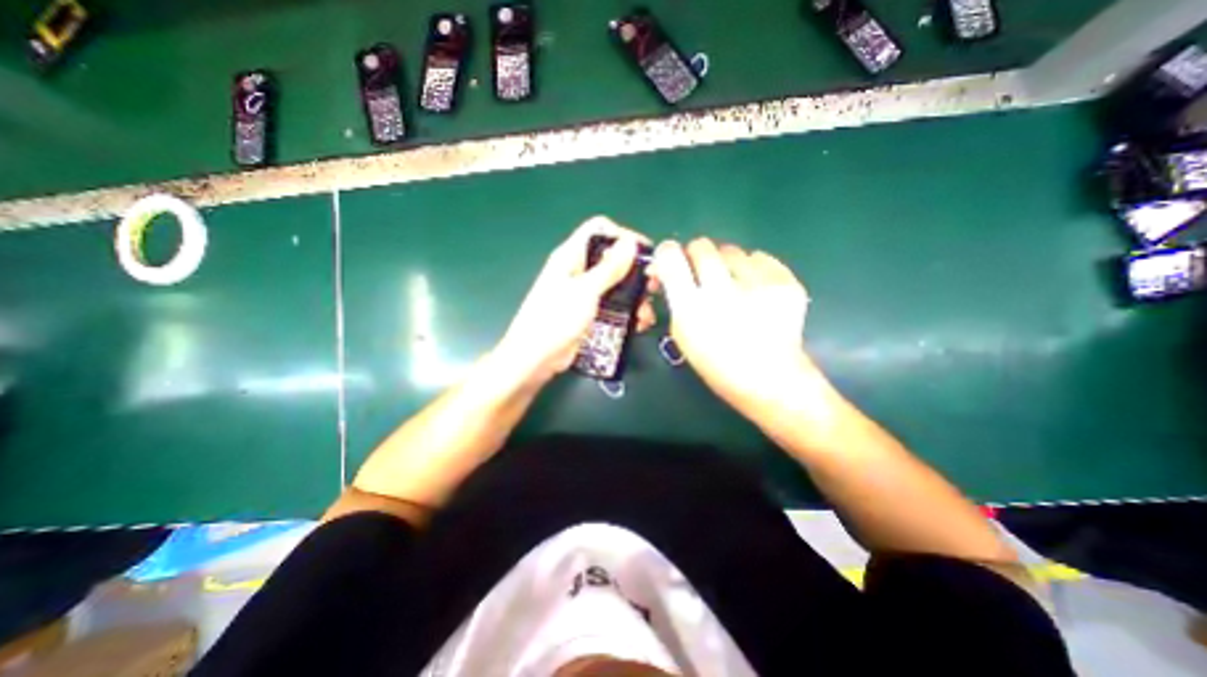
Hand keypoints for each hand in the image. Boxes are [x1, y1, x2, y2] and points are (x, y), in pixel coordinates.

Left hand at [495, 217, 655, 385]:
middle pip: (612, 258)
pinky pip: (613, 305)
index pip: (599, 230)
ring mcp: (584, 293)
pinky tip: (638, 323)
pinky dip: (627, 311)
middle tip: (653, 286)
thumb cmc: (556, 319)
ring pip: (616, 284)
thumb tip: (631, 242)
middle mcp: (578, 270)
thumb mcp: (585, 291)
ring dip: (635, 295)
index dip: (623, 236)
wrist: (535, 358)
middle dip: (635, 271)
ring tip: (646, 312)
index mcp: (571, 256)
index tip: (644, 254)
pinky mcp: (589, 312)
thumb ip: (609, 268)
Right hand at [651, 237, 808, 422]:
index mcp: (691, 308)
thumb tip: (664, 268)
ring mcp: (758, 285)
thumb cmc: (717, 362)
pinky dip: (753, 270)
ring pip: (732, 250)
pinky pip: (760, 258)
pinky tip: (756, 291)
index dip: (668, 253)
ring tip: (734, 287)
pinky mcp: (786, 282)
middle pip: (701, 246)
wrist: (769, 379)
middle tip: (703, 274)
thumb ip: (673, 296)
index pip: (670, 256)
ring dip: (726, 264)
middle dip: (697, 256)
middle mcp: (722, 291)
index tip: (671, 261)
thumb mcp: (682, 333)